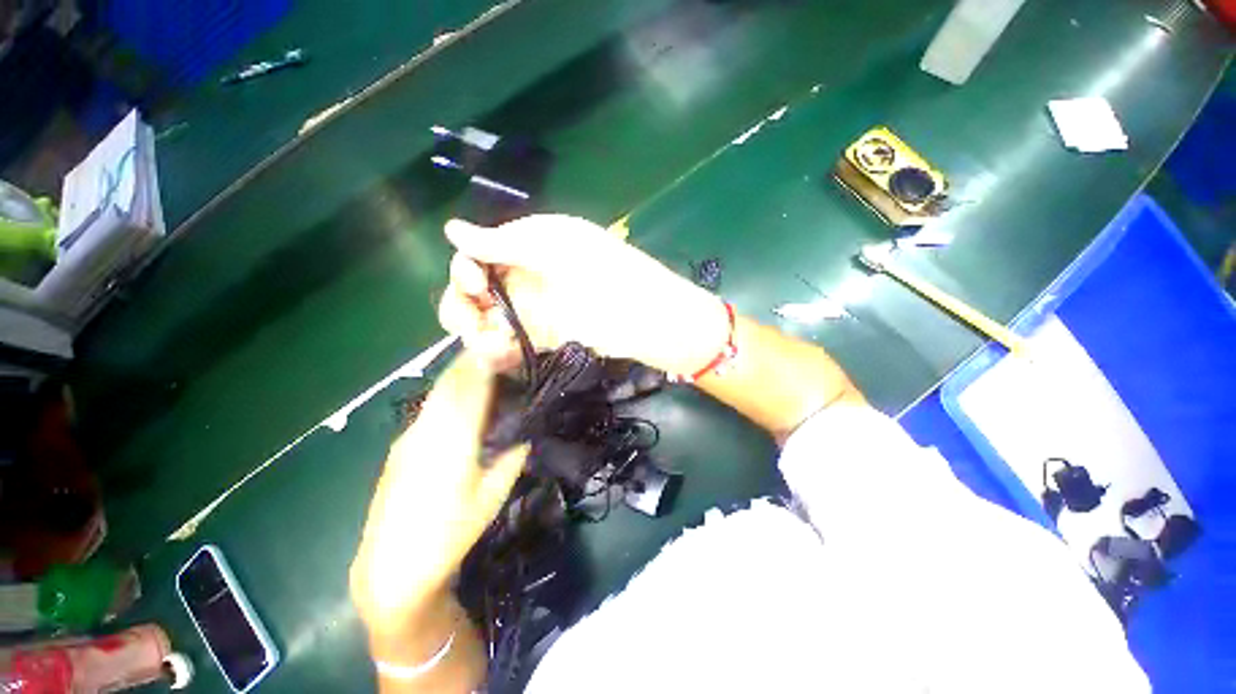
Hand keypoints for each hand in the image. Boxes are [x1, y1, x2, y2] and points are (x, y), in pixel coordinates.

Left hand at [350, 353, 526, 637]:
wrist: (392, 568)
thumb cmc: (450, 534)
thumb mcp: (492, 497)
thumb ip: (512, 459)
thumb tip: (525, 436)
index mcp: (453, 440)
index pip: (470, 387)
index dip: (487, 361)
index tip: (505, 346)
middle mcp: (426, 430)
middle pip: (450, 381)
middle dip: (474, 360)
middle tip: (499, 350)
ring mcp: (409, 437)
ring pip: (438, 392)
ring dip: (461, 375)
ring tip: (485, 370)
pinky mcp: (401, 447)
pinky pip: (430, 408)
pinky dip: (450, 394)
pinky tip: (463, 402)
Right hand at [438, 215, 729, 376]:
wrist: (645, 316)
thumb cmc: (605, 272)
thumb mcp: (555, 246)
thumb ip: (503, 241)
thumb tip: (451, 229)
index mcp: (526, 249)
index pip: (476, 257)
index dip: (465, 269)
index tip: (475, 282)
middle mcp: (525, 280)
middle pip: (472, 294)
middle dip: (461, 306)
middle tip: (474, 321)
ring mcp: (533, 313)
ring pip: (483, 324)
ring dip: (476, 335)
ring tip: (493, 346)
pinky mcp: (542, 342)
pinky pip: (506, 349)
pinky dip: (494, 355)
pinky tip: (498, 355)